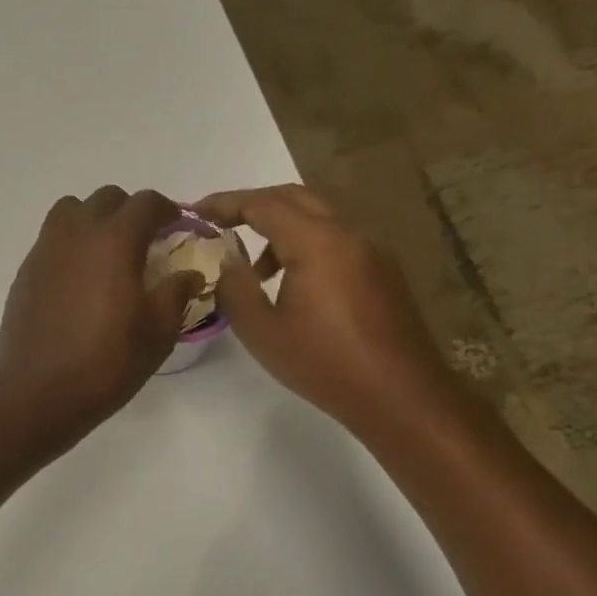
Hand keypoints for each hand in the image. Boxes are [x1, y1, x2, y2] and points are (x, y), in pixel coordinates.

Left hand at [0, 187, 204, 461]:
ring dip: (94, 220)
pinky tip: (80, 279)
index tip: (177, 228)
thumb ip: (177, 293)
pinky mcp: (26, 271)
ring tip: (107, 253)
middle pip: (107, 199)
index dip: (167, 210)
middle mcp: (77, 233)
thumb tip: (189, 273)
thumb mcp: (158, 332)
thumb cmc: (106, 362)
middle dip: (131, 212)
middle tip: (145, 242)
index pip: (146, 203)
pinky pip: (52, 238)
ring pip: (71, 210)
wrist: (38, 392)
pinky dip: (71, 243)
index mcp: (114, 240)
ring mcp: (45, 249)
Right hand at [194, 185, 456, 433]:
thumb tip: (225, 261)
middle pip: (294, 198)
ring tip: (255, 271)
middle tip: (221, 224)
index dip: (225, 203)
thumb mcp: (262, 331)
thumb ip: (235, 288)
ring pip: (318, 219)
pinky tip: (293, 287)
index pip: (262, 204)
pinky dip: (305, 246)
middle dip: (253, 205)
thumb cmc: (325, 364)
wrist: (401, 397)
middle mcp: (348, 234)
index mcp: (317, 242)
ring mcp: (371, 252)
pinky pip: (336, 241)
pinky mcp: (383, 272)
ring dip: (280, 229)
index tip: (195, 212)